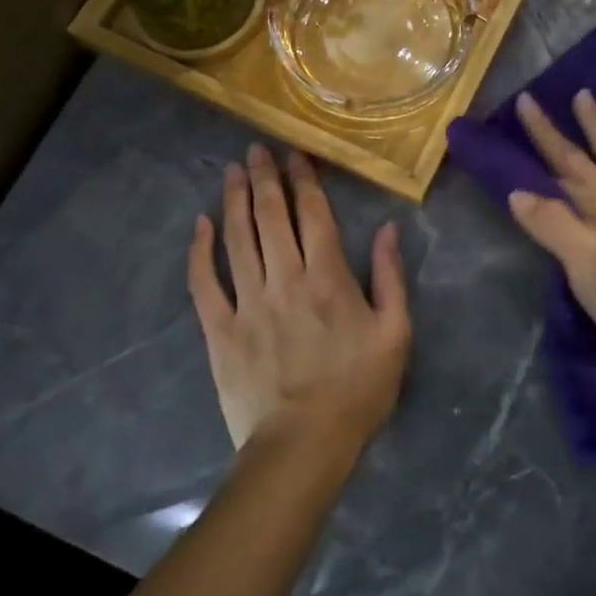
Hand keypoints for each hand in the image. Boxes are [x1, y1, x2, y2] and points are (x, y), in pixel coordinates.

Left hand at [188, 145, 410, 453]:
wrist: (302, 446)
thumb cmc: (357, 390)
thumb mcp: (395, 334)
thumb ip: (392, 278)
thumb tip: (388, 229)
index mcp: (328, 278)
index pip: (312, 214)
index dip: (303, 179)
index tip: (295, 154)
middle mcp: (285, 279)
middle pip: (270, 216)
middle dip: (264, 178)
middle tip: (256, 149)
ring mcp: (248, 303)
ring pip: (237, 239)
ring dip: (233, 201)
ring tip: (231, 171)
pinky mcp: (220, 329)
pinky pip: (205, 283)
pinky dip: (200, 251)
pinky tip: (199, 225)